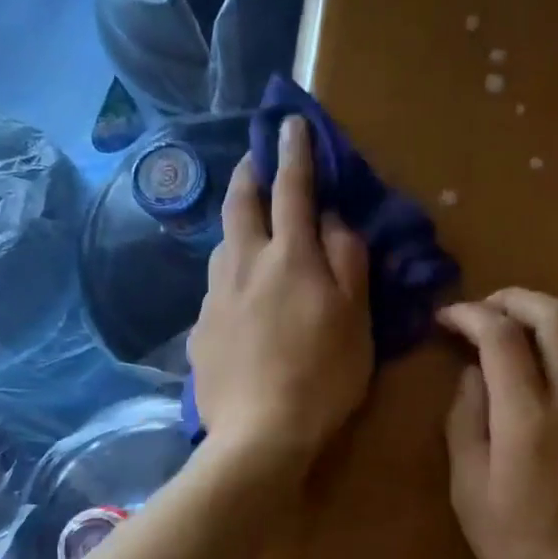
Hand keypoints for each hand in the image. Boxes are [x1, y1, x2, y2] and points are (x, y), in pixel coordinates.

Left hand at [188, 116, 373, 475]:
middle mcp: (245, 264)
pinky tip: (240, 295)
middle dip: (248, 172)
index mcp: (290, 257)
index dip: (294, 153)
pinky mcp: (200, 328)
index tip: (289, 123)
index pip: (292, 189)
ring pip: (223, 243)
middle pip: (240, 203)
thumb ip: (347, 261)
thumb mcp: (357, 320)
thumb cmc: (323, 377)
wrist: (259, 435)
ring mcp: (215, 296)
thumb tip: (333, 219)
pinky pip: (216, 286)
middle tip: (254, 160)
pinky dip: (231, 272)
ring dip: (237, 223)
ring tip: (249, 228)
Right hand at [439, 290, 557, 558]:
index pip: (499, 336)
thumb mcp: (467, 489)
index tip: (450, 318)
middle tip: (493, 307)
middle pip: (556, 317)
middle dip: (518, 299)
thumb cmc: (516, 545)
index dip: (470, 315)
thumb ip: (465, 421)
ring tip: (549, 317)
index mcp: (527, 417)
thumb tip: (473, 374)